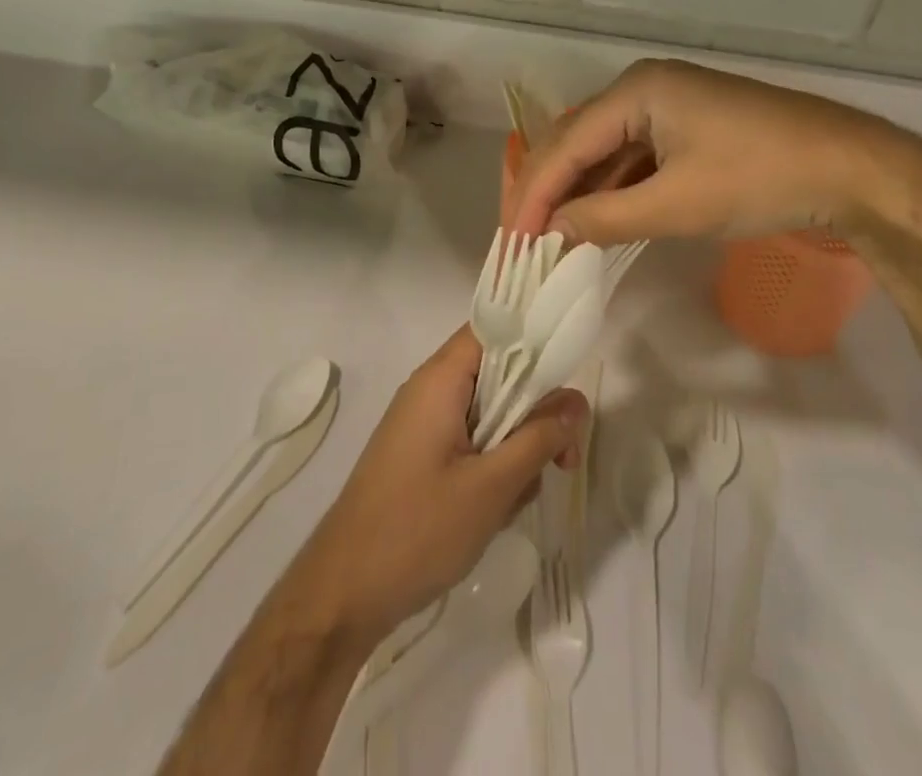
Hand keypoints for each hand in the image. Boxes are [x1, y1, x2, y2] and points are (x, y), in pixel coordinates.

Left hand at [288, 327, 587, 645]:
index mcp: (440, 378)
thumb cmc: (417, 529)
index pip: (494, 329)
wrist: (343, 592)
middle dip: (534, 413)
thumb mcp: (492, 486)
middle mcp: (430, 389)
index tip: (569, 379)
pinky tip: (494, 510)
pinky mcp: (421, 456)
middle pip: (497, 375)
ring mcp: (423, 424)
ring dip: (513, 447)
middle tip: (562, 460)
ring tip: (519, 497)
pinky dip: (490, 466)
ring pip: (488, 414)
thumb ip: (539, 438)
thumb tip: (578, 401)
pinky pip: (469, 441)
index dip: (535, 342)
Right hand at [505, 58, 921, 244]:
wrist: (852, 170)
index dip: (534, 194)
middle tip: (522, 239)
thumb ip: (605, 217)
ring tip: (550, 235)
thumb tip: (550, 232)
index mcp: (636, 91)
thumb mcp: (677, 204)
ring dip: (579, 192)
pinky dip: (612, 188)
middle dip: (548, 190)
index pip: (565, 144)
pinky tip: (596, 218)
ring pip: (604, 150)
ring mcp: (666, 105)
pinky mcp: (685, 126)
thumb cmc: (760, 178)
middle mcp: (642, 89)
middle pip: (577, 140)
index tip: (512, 242)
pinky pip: (633, 156)